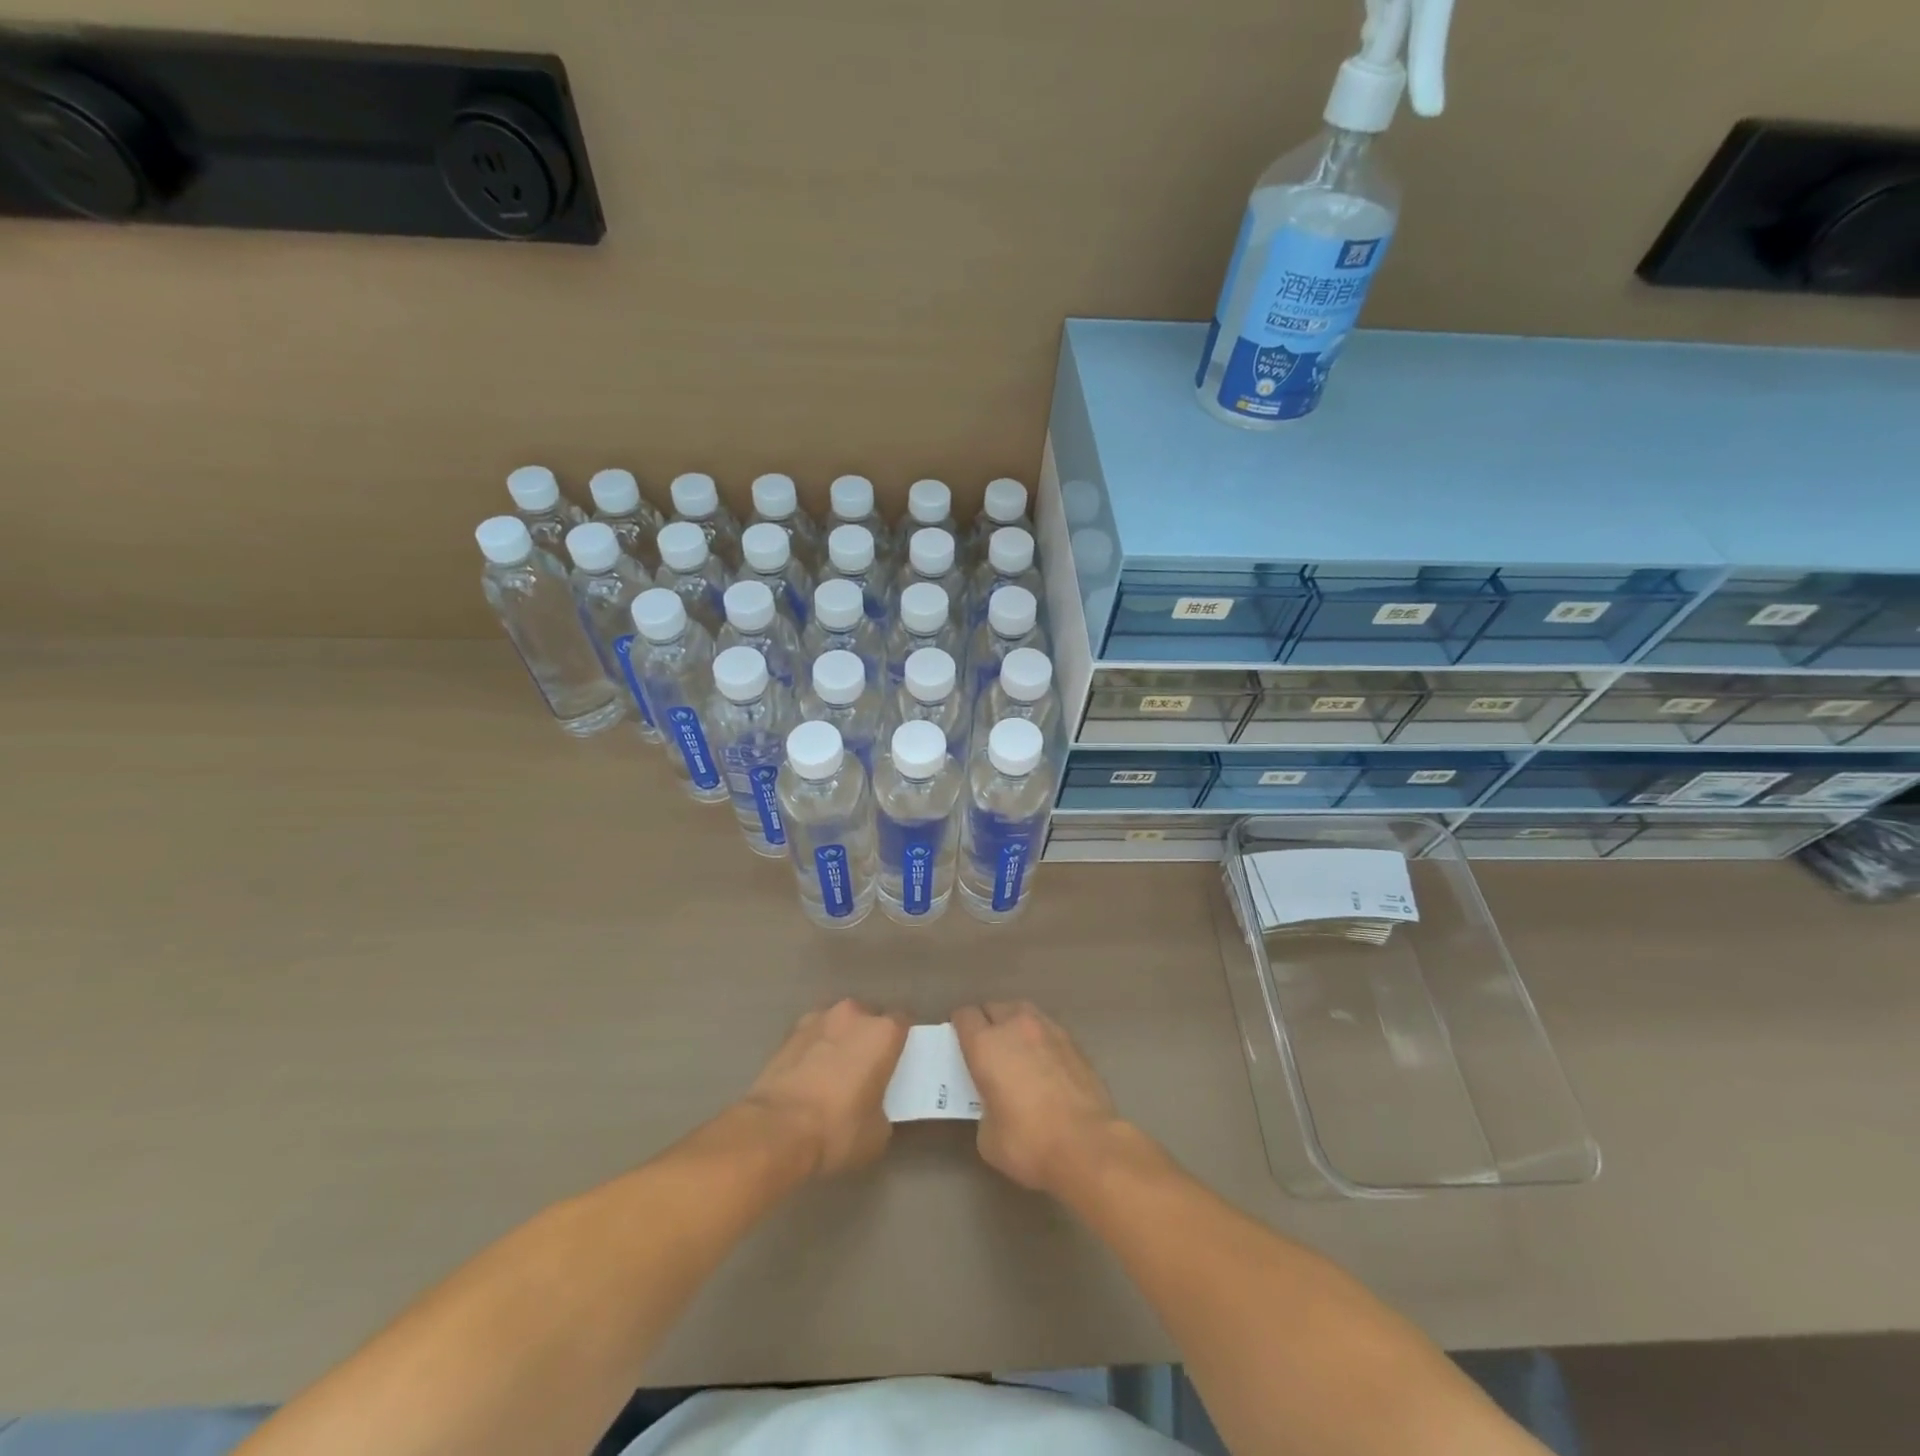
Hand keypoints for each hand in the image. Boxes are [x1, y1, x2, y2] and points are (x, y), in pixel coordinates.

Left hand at [742, 1000, 907, 1177]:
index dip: (904, 1040)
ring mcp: (818, 1018)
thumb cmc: (837, 1129)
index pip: (904, 1022)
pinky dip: (815, 1048)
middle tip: (868, 1068)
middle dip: (870, 1037)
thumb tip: (876, 1106)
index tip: (900, 1060)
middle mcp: (854, 1014)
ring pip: (839, 1023)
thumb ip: (885, 1107)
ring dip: (841, 1039)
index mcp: (883, 1032)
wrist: (775, 1130)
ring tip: (835, 1071)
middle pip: (870, 1018)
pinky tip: (811, 1075)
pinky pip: (813, 1035)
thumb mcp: (878, 1133)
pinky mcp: (790, 1032)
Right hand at [952, 1001, 1126, 1196]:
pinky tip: (1044, 1063)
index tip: (959, 1044)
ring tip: (1016, 1051)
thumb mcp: (988, 1136)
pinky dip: (1040, 1039)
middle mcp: (1016, 1027)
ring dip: (1014, 1025)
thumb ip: (984, 1108)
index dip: (959, 1027)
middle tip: (987, 1051)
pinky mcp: (1074, 1042)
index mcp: (986, 1045)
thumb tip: (995, 1103)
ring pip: (1023, 1012)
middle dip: (986, 1023)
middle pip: (993, 1008)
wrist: (1088, 1146)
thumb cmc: (1029, 1143)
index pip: (964, 1016)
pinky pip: (1047, 1029)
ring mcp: (1048, 1030)